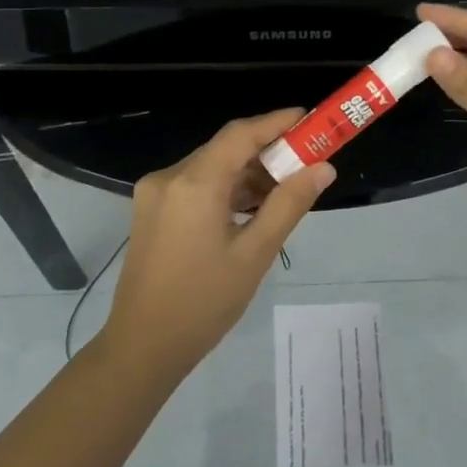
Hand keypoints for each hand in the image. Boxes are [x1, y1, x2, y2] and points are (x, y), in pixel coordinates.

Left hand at [99, 109, 335, 370]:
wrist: (143, 347)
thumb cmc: (204, 302)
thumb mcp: (255, 253)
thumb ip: (289, 204)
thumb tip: (323, 169)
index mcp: (194, 183)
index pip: (240, 134)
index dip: (276, 122)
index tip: (310, 119)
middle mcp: (170, 177)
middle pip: (225, 149)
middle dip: (267, 151)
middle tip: (307, 161)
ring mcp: (155, 194)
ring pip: (211, 168)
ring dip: (247, 173)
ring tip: (287, 188)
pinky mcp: (152, 211)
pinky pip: (196, 185)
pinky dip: (226, 189)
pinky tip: (253, 207)